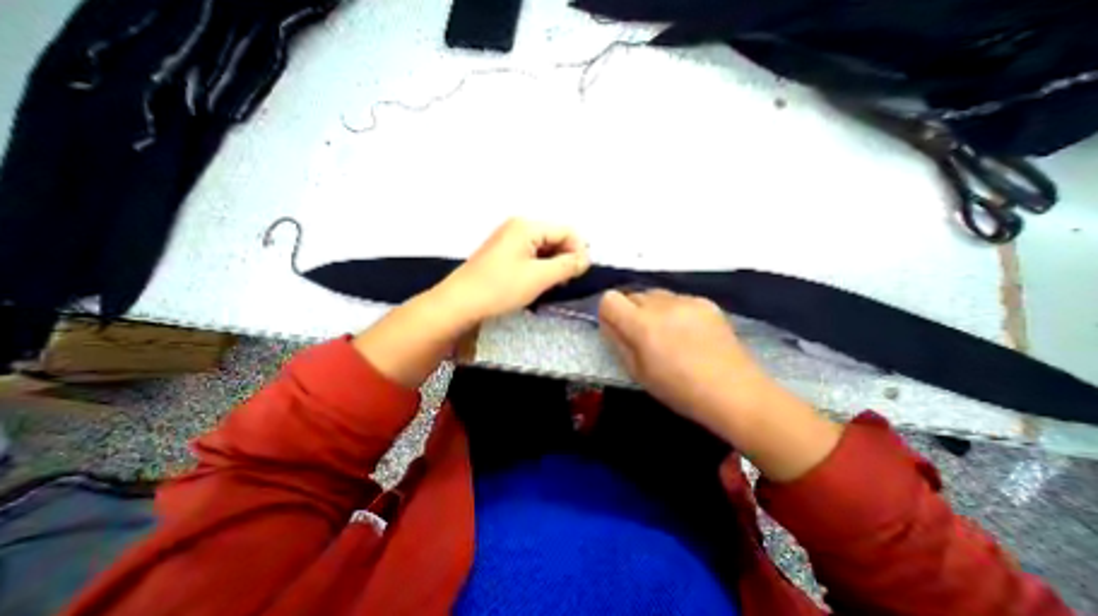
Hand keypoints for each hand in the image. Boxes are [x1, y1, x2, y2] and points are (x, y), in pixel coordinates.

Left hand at [438, 216, 590, 325]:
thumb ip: (567, 265)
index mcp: (527, 226)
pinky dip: (540, 268)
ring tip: (553, 285)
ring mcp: (508, 240)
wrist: (459, 303)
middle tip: (567, 282)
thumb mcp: (539, 277)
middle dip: (565, 258)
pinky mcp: (503, 253)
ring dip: (553, 265)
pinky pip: (531, 256)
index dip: (579, 251)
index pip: (566, 231)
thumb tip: (586, 258)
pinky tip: (538, 283)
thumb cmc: (499, 288)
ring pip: (544, 248)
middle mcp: (518, 227)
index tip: (582, 274)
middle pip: (555, 238)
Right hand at [598, 291, 765, 430]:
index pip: (610, 298)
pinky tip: (689, 332)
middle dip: (630, 311)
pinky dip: (674, 310)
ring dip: (652, 309)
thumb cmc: (680, 390)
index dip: (609, 312)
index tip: (616, 328)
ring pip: (654, 294)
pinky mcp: (706, 301)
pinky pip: (677, 298)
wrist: (735, 392)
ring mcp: (686, 300)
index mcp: (642, 324)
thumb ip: (617, 341)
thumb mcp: (637, 372)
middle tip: (643, 335)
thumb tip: (608, 322)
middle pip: (632, 294)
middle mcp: (662, 304)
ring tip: (668, 333)